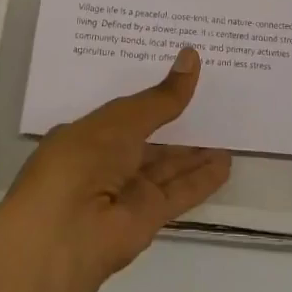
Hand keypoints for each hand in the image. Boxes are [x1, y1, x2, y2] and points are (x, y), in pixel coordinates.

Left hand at [0, 48, 231, 291]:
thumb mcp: (122, 119)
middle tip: (212, 98)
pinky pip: (179, 192)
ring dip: (194, 152)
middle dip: (176, 123)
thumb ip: (161, 98)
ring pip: (167, 166)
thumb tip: (192, 56)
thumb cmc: (81, 160)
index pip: (124, 111)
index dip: (150, 95)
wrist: (64, 235)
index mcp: (87, 134)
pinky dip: (202, 179)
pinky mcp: (147, 218)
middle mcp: (106, 162)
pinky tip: (226, 163)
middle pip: (149, 139)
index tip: (178, 76)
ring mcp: (126, 192)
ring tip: (227, 130)